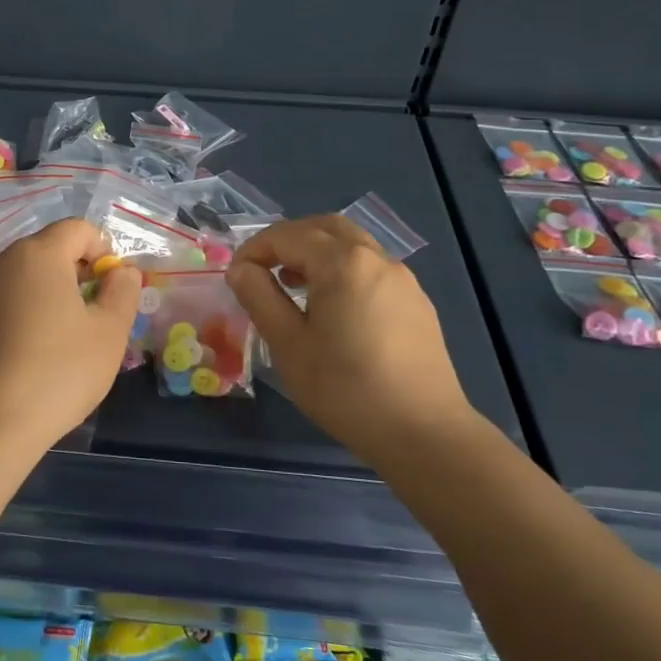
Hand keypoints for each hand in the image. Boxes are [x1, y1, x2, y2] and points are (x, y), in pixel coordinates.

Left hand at [0, 218, 142, 457]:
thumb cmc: (59, 371)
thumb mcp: (109, 332)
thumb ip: (123, 291)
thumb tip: (122, 271)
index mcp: (38, 254)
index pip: (78, 229)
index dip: (103, 250)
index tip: (113, 288)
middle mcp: (2, 261)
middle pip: (49, 249)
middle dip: (77, 271)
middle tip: (95, 313)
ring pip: (25, 275)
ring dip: (50, 292)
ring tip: (65, 335)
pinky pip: (4, 300)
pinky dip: (24, 311)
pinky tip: (33, 351)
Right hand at [228, 215, 474, 464]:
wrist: (424, 433)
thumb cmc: (345, 389)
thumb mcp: (288, 345)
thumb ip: (260, 297)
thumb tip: (241, 269)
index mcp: (342, 262)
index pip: (287, 235)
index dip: (255, 249)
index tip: (236, 277)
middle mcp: (376, 258)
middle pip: (324, 228)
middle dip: (288, 240)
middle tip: (263, 269)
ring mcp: (402, 279)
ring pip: (352, 245)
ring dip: (317, 253)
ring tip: (293, 286)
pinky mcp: (417, 302)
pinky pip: (372, 268)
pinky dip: (343, 270)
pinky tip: (333, 308)